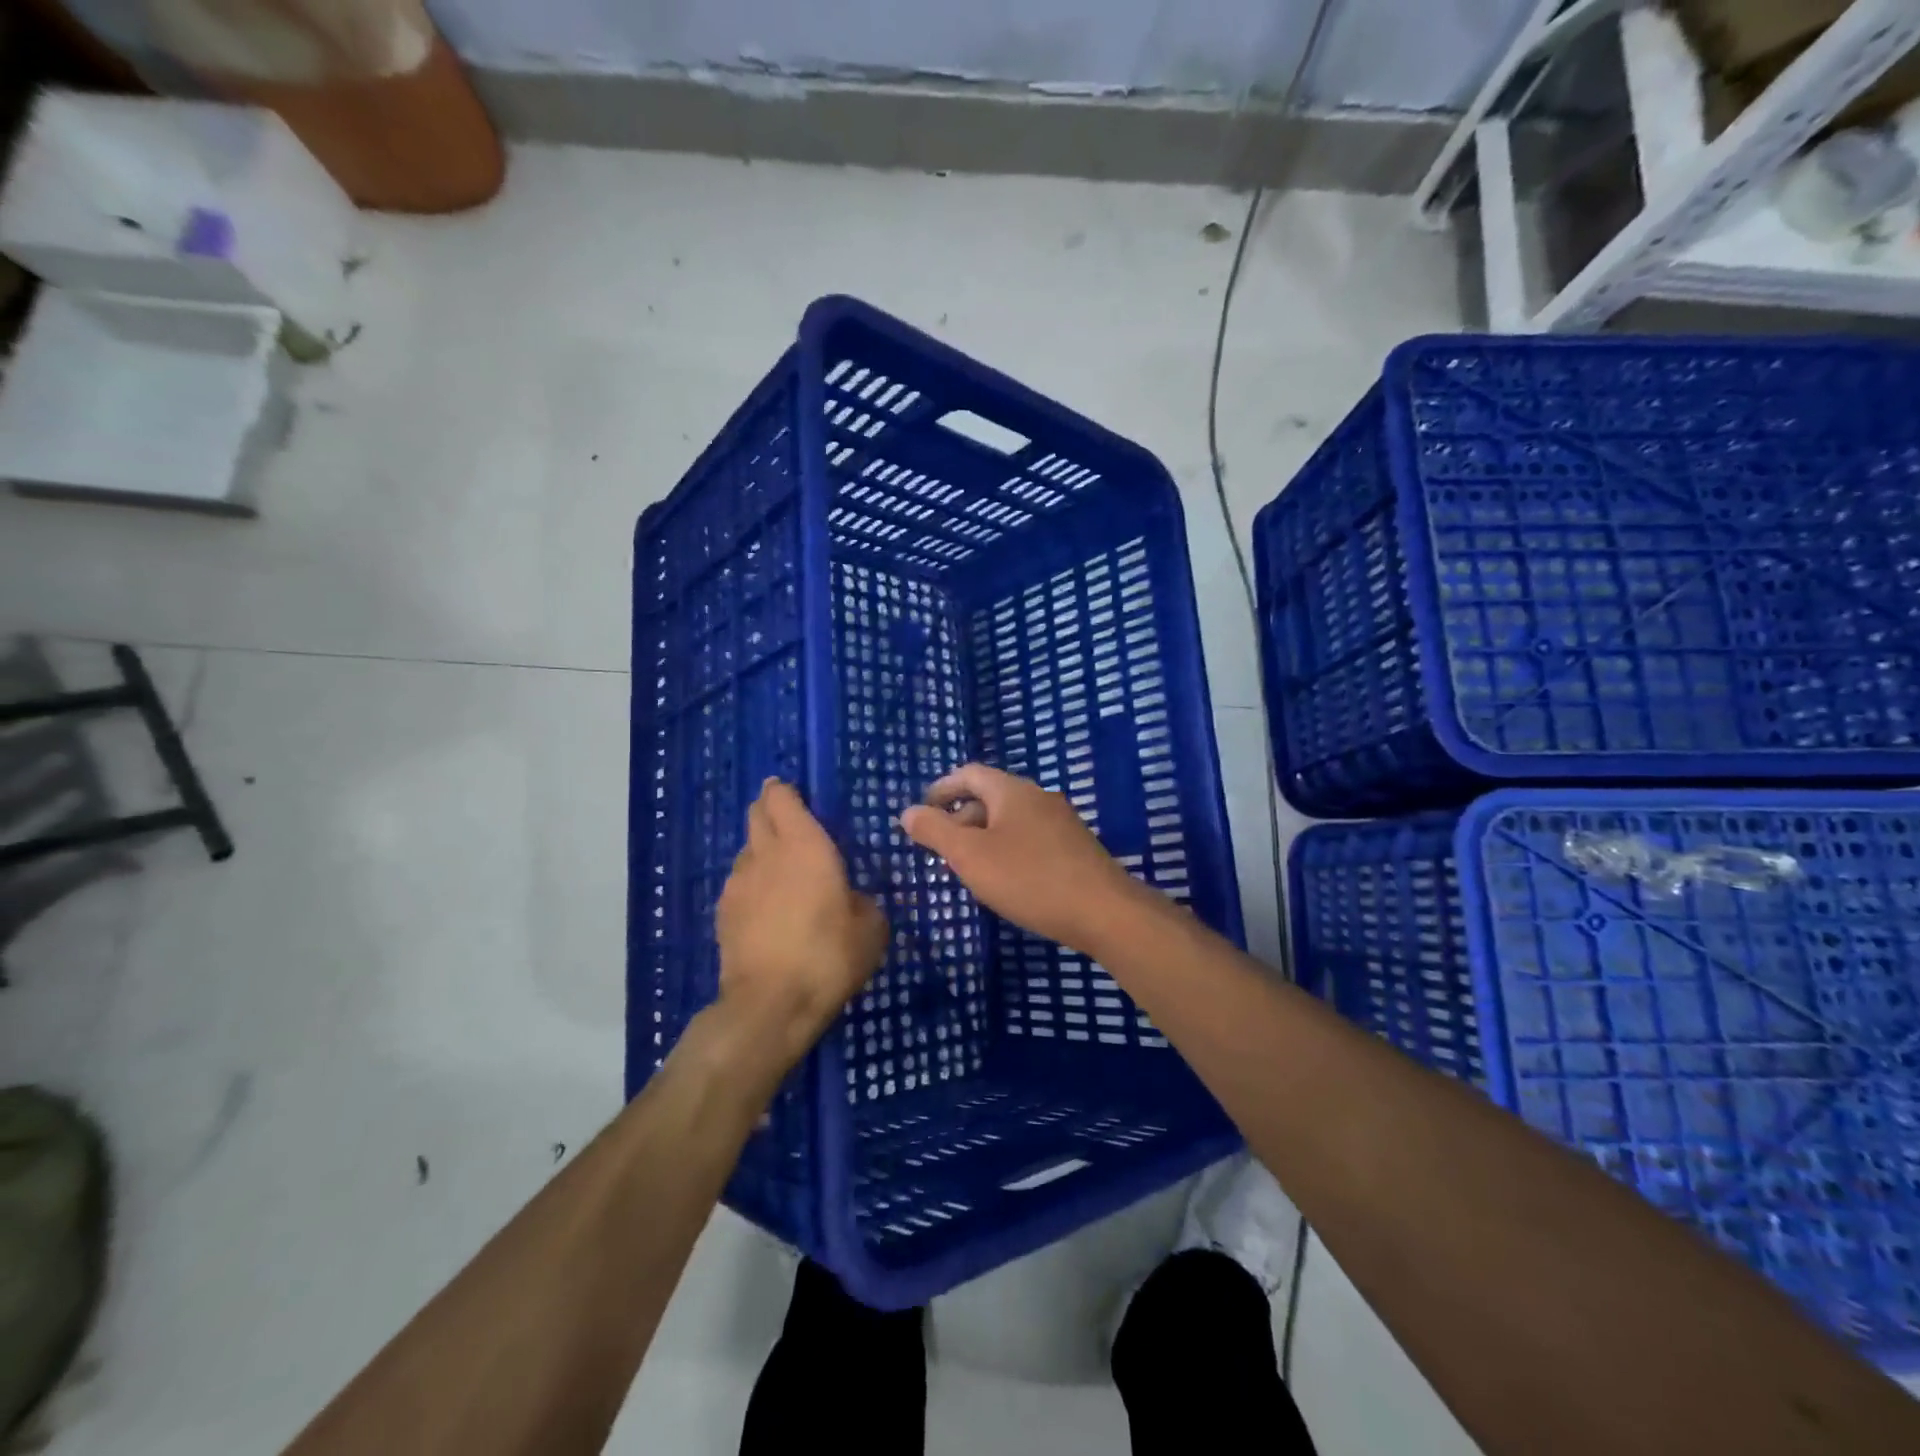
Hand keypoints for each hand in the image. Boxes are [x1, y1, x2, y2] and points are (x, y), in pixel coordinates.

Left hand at [715, 779, 888, 1068]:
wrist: (771, 1004)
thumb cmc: (828, 955)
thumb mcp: (870, 927)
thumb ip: (861, 900)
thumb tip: (850, 897)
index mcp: (804, 844)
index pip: (781, 796)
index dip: (786, 791)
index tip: (798, 795)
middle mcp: (765, 853)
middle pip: (757, 814)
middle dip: (771, 812)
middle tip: (793, 826)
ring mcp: (738, 883)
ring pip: (747, 851)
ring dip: (762, 852)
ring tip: (784, 876)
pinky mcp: (722, 913)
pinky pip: (739, 884)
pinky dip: (753, 886)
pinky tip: (768, 911)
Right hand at [898, 764, 1147, 953]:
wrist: (1103, 911)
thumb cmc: (1028, 878)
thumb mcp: (970, 856)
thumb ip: (935, 831)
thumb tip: (908, 812)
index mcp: (1012, 790)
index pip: (969, 774)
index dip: (942, 788)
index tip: (922, 810)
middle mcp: (1038, 796)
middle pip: (990, 796)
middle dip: (961, 817)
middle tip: (940, 847)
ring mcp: (1061, 821)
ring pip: (1011, 819)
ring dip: (984, 836)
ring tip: (968, 866)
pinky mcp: (1074, 847)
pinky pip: (1030, 837)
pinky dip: (1007, 848)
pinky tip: (1005, 879)